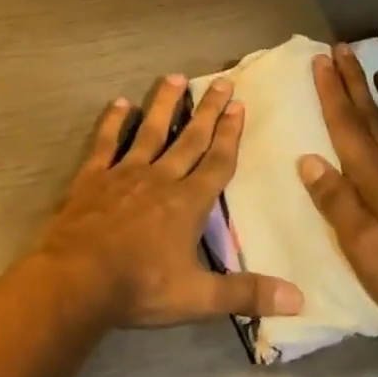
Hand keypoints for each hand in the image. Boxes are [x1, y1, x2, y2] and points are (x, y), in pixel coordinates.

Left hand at [36, 74, 304, 328]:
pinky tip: (119, 103)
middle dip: (208, 111)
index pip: (217, 162)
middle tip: (221, 81)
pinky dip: (113, 122)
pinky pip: (105, 143)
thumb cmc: (140, 287)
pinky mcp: (92, 178)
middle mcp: (159, 179)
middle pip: (189, 139)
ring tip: (175, 77)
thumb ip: (246, 294)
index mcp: (187, 203)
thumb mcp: (197, 298)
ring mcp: (124, 174)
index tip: (239, 106)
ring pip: (149, 131)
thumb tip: (300, 299)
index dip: (230, 135)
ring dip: (164, 105)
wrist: (77, 279)